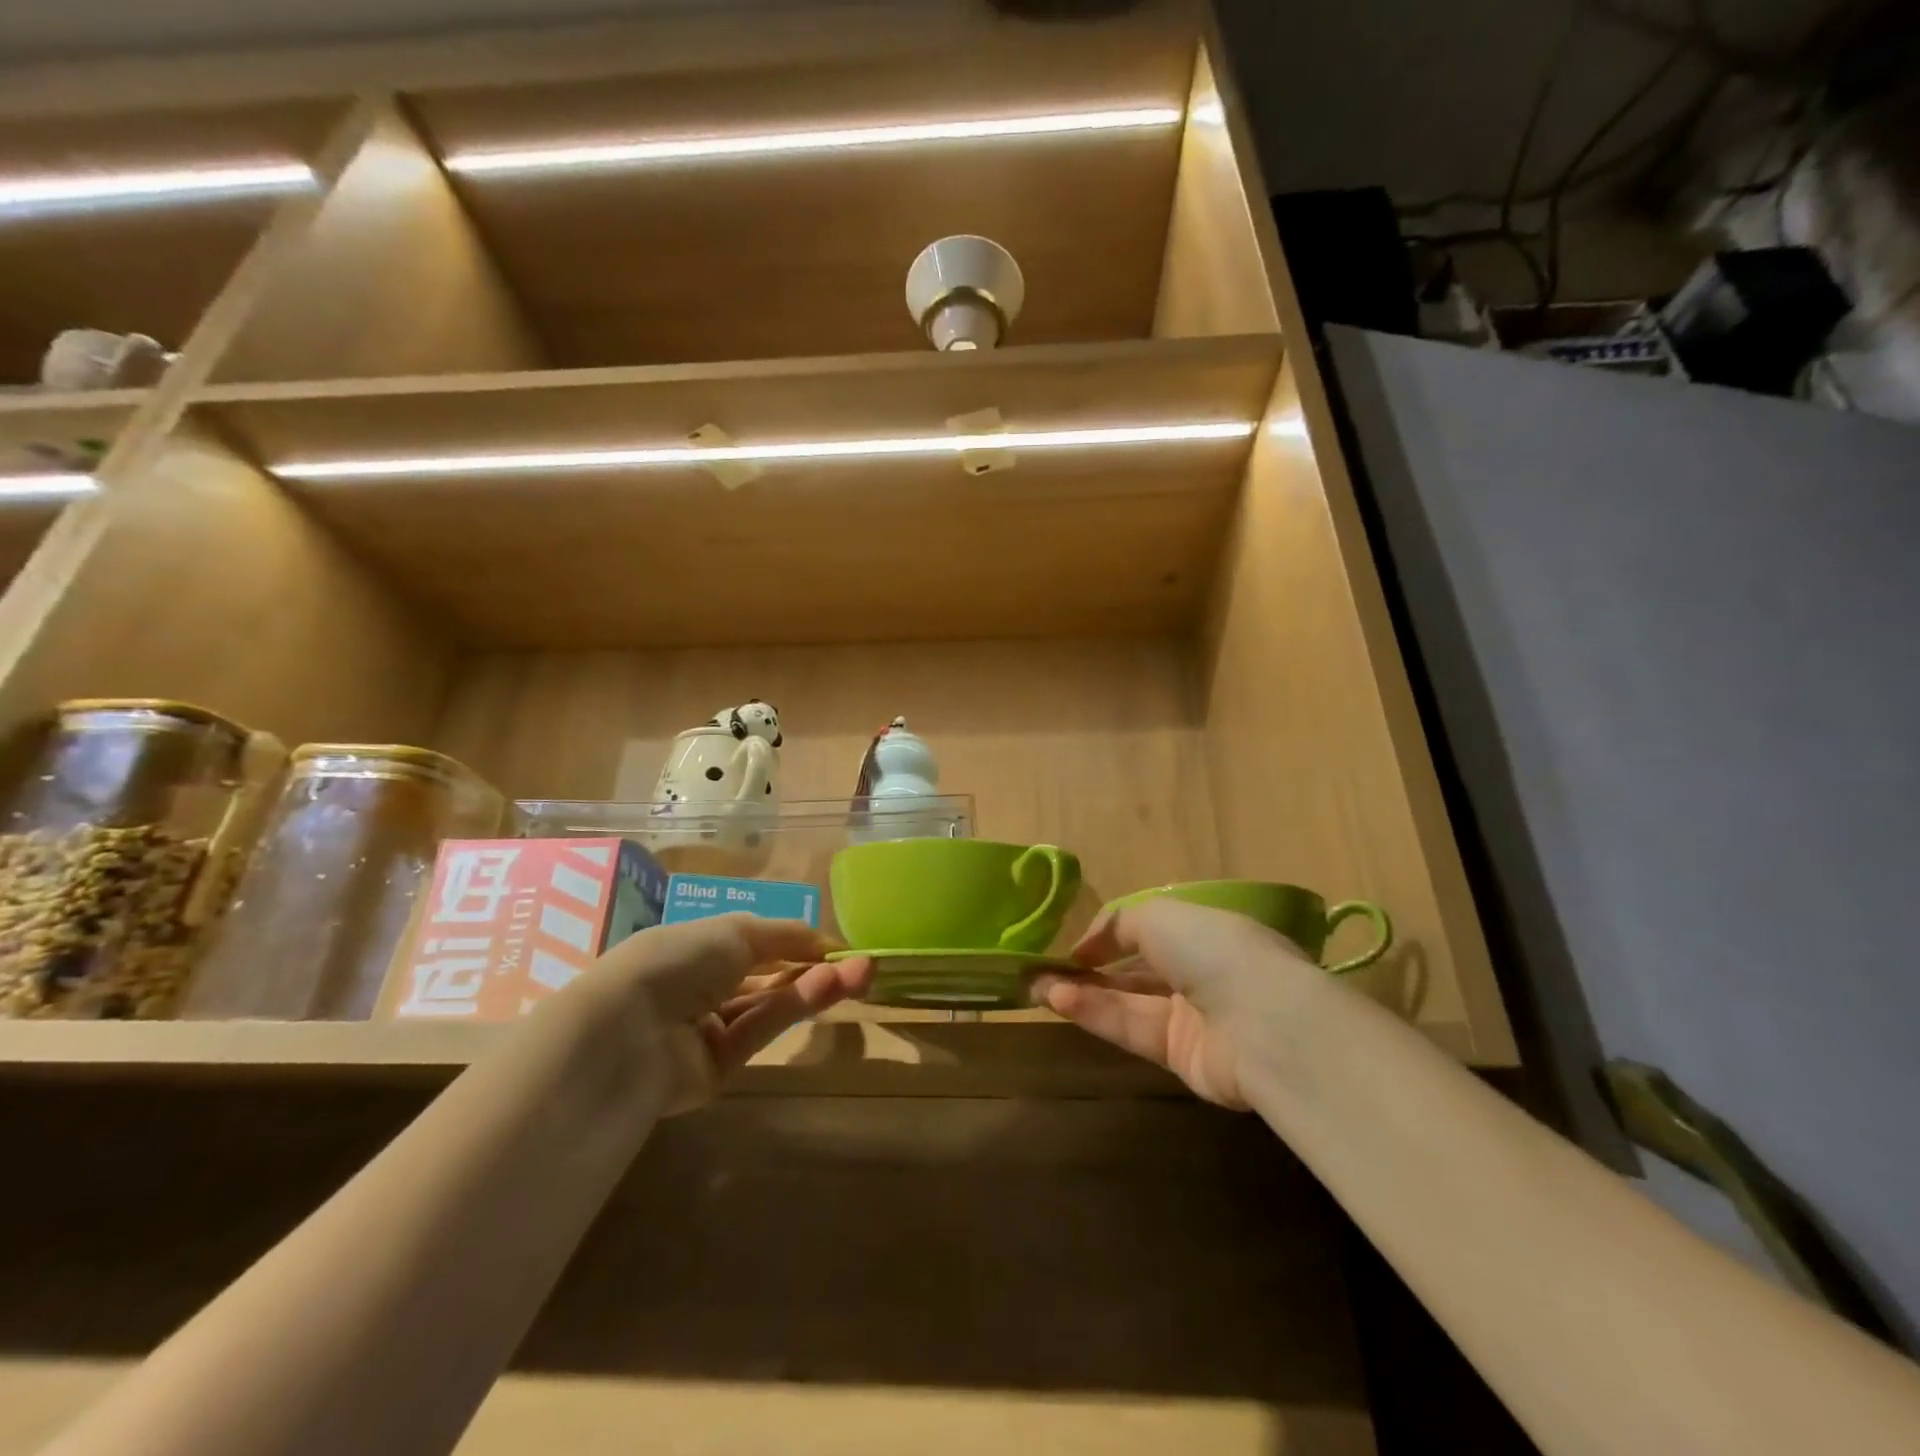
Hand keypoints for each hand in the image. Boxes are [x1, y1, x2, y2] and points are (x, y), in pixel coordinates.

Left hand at [584, 914, 873, 1111]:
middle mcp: (702, 988)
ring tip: (856, 975)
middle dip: (815, 968)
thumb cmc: (679, 959)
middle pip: (769, 978)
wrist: (627, 1030)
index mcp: (696, 948)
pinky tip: (825, 989)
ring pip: (769, 1006)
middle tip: (864, 965)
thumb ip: (785, 935)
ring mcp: (708, 1031)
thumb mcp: (736, 930)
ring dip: (811, 988)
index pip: (755, 944)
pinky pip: (759, 1033)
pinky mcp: (717, 1070)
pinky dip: (791, 1010)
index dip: (797, 943)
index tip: (838, 946)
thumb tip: (825, 940)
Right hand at [1031, 898, 1327, 1109]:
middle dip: (1089, 968)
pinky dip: (1095, 1013)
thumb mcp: (1159, 915)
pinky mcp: (1180, 1056)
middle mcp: (1200, 973)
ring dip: (1082, 991)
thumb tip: (1088, 946)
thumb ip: (1118, 923)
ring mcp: (1191, 1017)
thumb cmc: (1213, 949)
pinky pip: (1130, 1029)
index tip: (1076, 944)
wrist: (1262, 1023)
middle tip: (1041, 968)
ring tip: (1036, 985)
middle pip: (1135, 970)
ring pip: (1126, 1001)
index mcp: (1205, 932)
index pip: (1152, 932)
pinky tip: (1058, 1000)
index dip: (1111, 936)